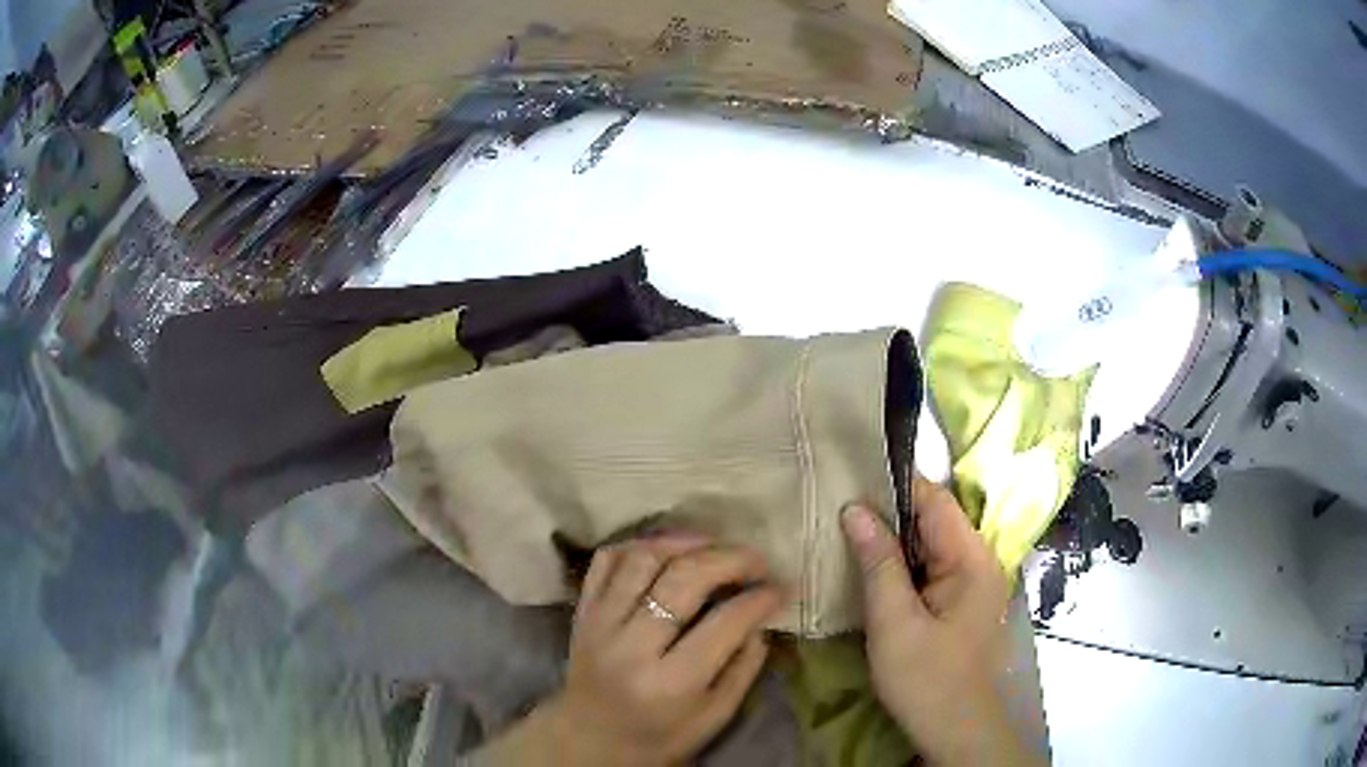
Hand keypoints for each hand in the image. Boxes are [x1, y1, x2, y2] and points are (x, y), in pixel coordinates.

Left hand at [536, 536, 782, 765]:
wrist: (588, 740)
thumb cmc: (658, 737)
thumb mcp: (714, 716)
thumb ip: (743, 667)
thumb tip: (761, 618)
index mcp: (670, 683)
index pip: (724, 623)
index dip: (760, 598)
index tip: (781, 587)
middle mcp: (630, 647)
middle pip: (682, 579)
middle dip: (729, 559)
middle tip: (758, 559)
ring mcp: (600, 624)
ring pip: (642, 559)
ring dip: (685, 542)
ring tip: (717, 545)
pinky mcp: (582, 611)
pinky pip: (606, 560)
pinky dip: (639, 544)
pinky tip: (669, 549)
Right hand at [842, 476, 1034, 766]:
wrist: (955, 729)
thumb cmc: (926, 679)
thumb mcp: (895, 623)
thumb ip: (878, 564)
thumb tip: (854, 509)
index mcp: (972, 559)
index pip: (935, 501)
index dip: (894, 485)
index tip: (849, 477)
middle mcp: (979, 561)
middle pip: (934, 520)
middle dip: (889, 513)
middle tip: (837, 507)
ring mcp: (972, 582)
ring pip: (930, 544)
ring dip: (893, 540)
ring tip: (846, 531)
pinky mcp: (961, 601)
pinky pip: (931, 568)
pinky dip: (902, 564)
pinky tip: (871, 569)